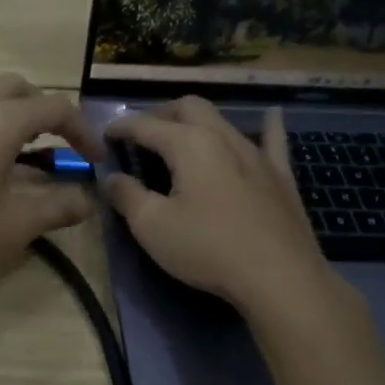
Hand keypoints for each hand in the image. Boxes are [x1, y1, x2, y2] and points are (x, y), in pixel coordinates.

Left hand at [0, 75, 103, 304]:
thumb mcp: (17, 223)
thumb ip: (60, 206)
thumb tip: (89, 201)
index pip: (54, 108)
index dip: (82, 131)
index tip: (95, 159)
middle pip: (18, 88)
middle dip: (45, 111)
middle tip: (59, 146)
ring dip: (13, 114)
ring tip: (25, 152)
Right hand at [106, 98, 354, 320]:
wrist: (278, 276)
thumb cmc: (206, 248)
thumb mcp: (152, 226)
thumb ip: (127, 196)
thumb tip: (112, 179)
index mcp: (188, 144)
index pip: (145, 125)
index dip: (121, 127)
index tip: (104, 136)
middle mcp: (223, 137)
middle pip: (188, 108)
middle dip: (160, 114)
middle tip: (142, 134)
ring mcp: (256, 153)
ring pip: (223, 121)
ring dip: (196, 122)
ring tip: (181, 137)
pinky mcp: (280, 175)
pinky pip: (272, 140)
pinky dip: (266, 125)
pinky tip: (270, 116)